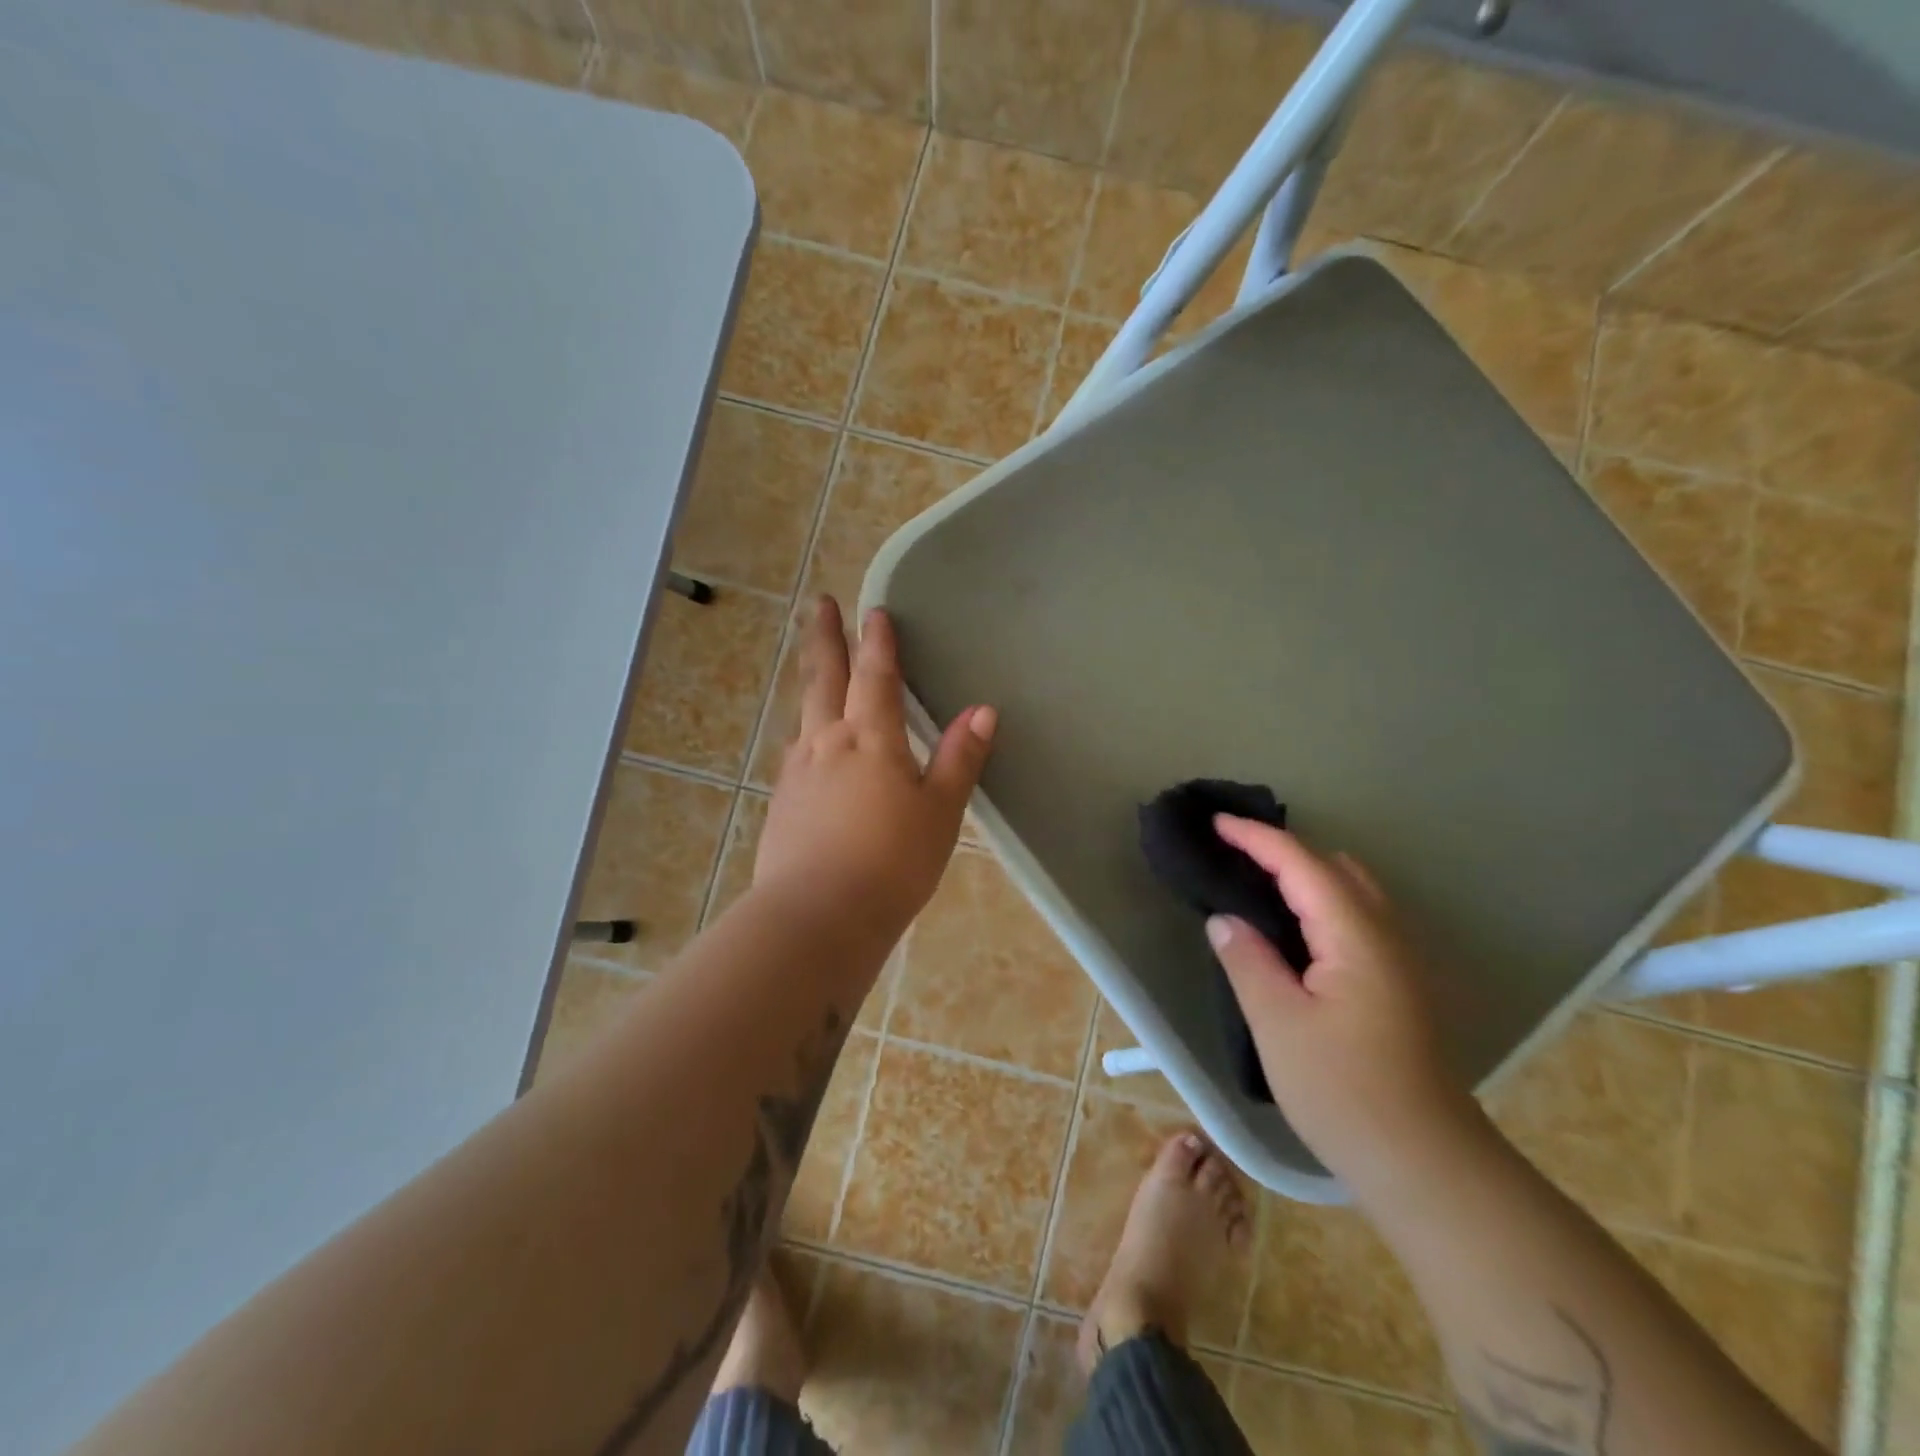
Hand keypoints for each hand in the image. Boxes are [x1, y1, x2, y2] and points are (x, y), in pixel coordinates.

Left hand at [756, 598, 995, 935]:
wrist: (818, 916)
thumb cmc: (892, 862)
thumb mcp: (940, 811)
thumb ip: (960, 758)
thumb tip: (983, 710)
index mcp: (871, 740)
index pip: (876, 677)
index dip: (878, 642)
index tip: (874, 610)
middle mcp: (827, 743)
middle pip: (824, 678)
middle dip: (825, 638)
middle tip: (819, 603)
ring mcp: (798, 772)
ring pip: (804, 712)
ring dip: (811, 679)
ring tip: (814, 664)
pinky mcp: (782, 802)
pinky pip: (795, 750)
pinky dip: (804, 730)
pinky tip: (806, 743)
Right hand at [1204, 818, 1484, 1200]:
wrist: (1425, 1163)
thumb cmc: (1344, 1091)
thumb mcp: (1278, 1024)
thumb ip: (1248, 960)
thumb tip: (1224, 920)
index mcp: (1355, 936)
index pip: (1302, 865)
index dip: (1257, 838)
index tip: (1216, 823)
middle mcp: (1386, 935)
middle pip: (1334, 867)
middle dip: (1283, 849)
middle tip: (1233, 851)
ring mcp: (1400, 960)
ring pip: (1352, 891)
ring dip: (1306, 874)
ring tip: (1258, 880)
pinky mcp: (1399, 984)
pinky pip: (1358, 917)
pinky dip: (1322, 901)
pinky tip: (1296, 928)